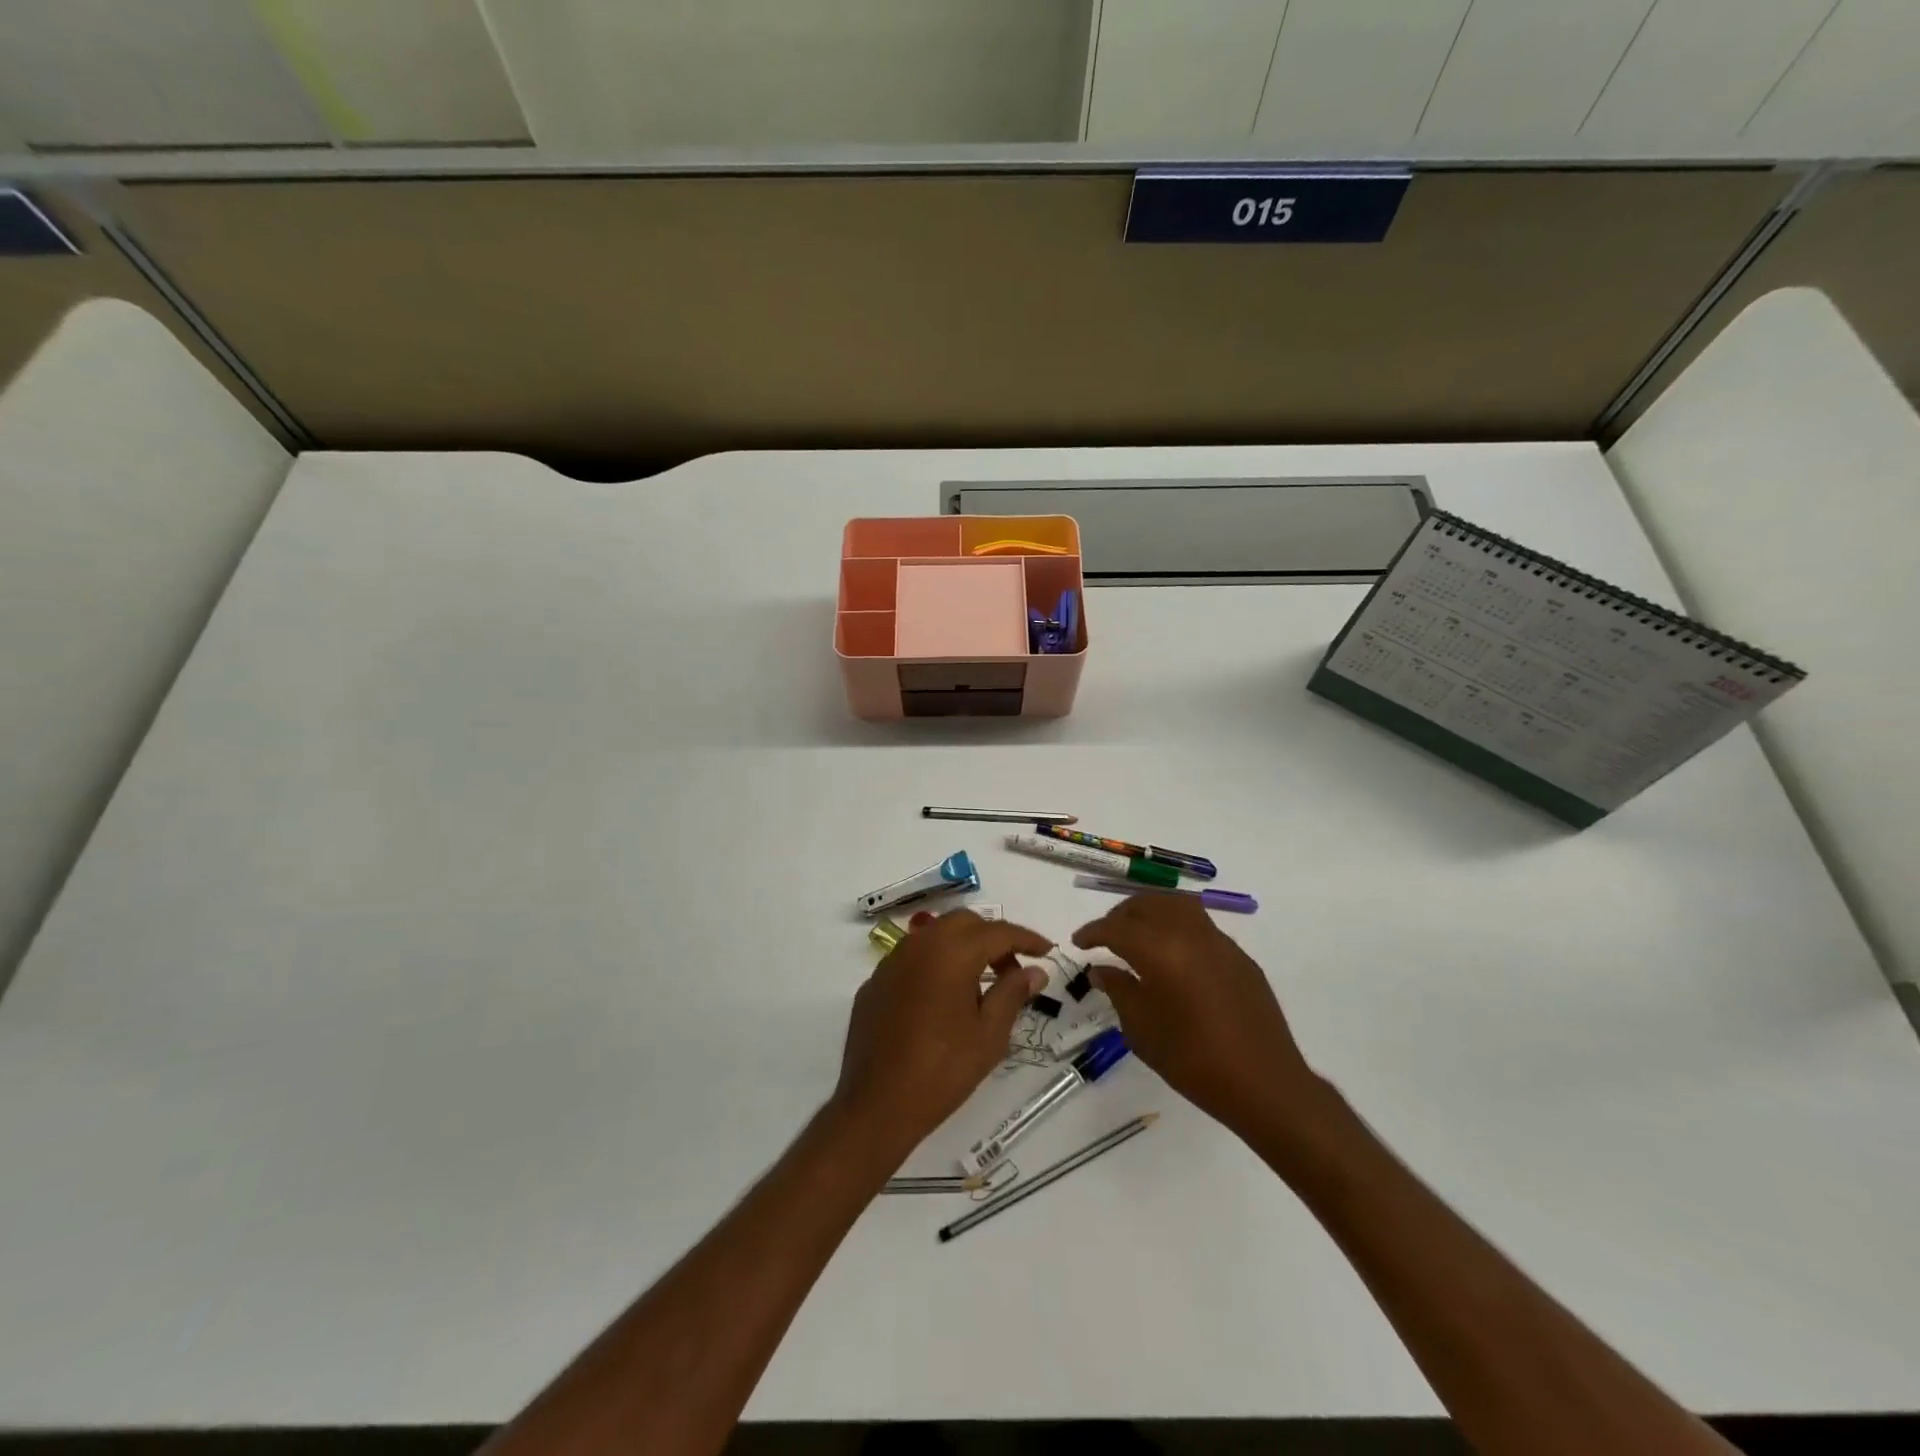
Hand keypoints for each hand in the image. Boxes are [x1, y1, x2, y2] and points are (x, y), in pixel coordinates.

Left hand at [832, 910, 1051, 1159]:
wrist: (877, 1105)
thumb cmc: (942, 1071)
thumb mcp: (989, 1035)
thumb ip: (1012, 993)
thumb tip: (1035, 970)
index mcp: (951, 953)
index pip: (997, 932)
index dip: (1026, 939)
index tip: (1047, 950)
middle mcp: (919, 945)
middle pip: (964, 923)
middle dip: (993, 938)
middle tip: (1013, 970)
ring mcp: (891, 962)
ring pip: (935, 935)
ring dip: (963, 947)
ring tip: (981, 985)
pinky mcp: (875, 982)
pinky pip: (913, 959)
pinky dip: (936, 965)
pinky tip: (943, 1000)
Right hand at [1073, 895, 1320, 1141]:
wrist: (1264, 1083)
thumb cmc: (1193, 1060)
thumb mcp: (1142, 1030)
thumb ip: (1119, 990)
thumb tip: (1101, 969)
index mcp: (1160, 950)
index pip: (1116, 928)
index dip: (1092, 932)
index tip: (1078, 943)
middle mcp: (1189, 933)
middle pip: (1147, 904)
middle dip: (1121, 915)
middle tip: (1106, 937)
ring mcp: (1219, 941)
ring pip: (1177, 905)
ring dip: (1151, 912)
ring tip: (1138, 936)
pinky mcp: (1239, 956)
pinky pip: (1200, 925)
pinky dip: (1177, 927)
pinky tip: (1173, 957)